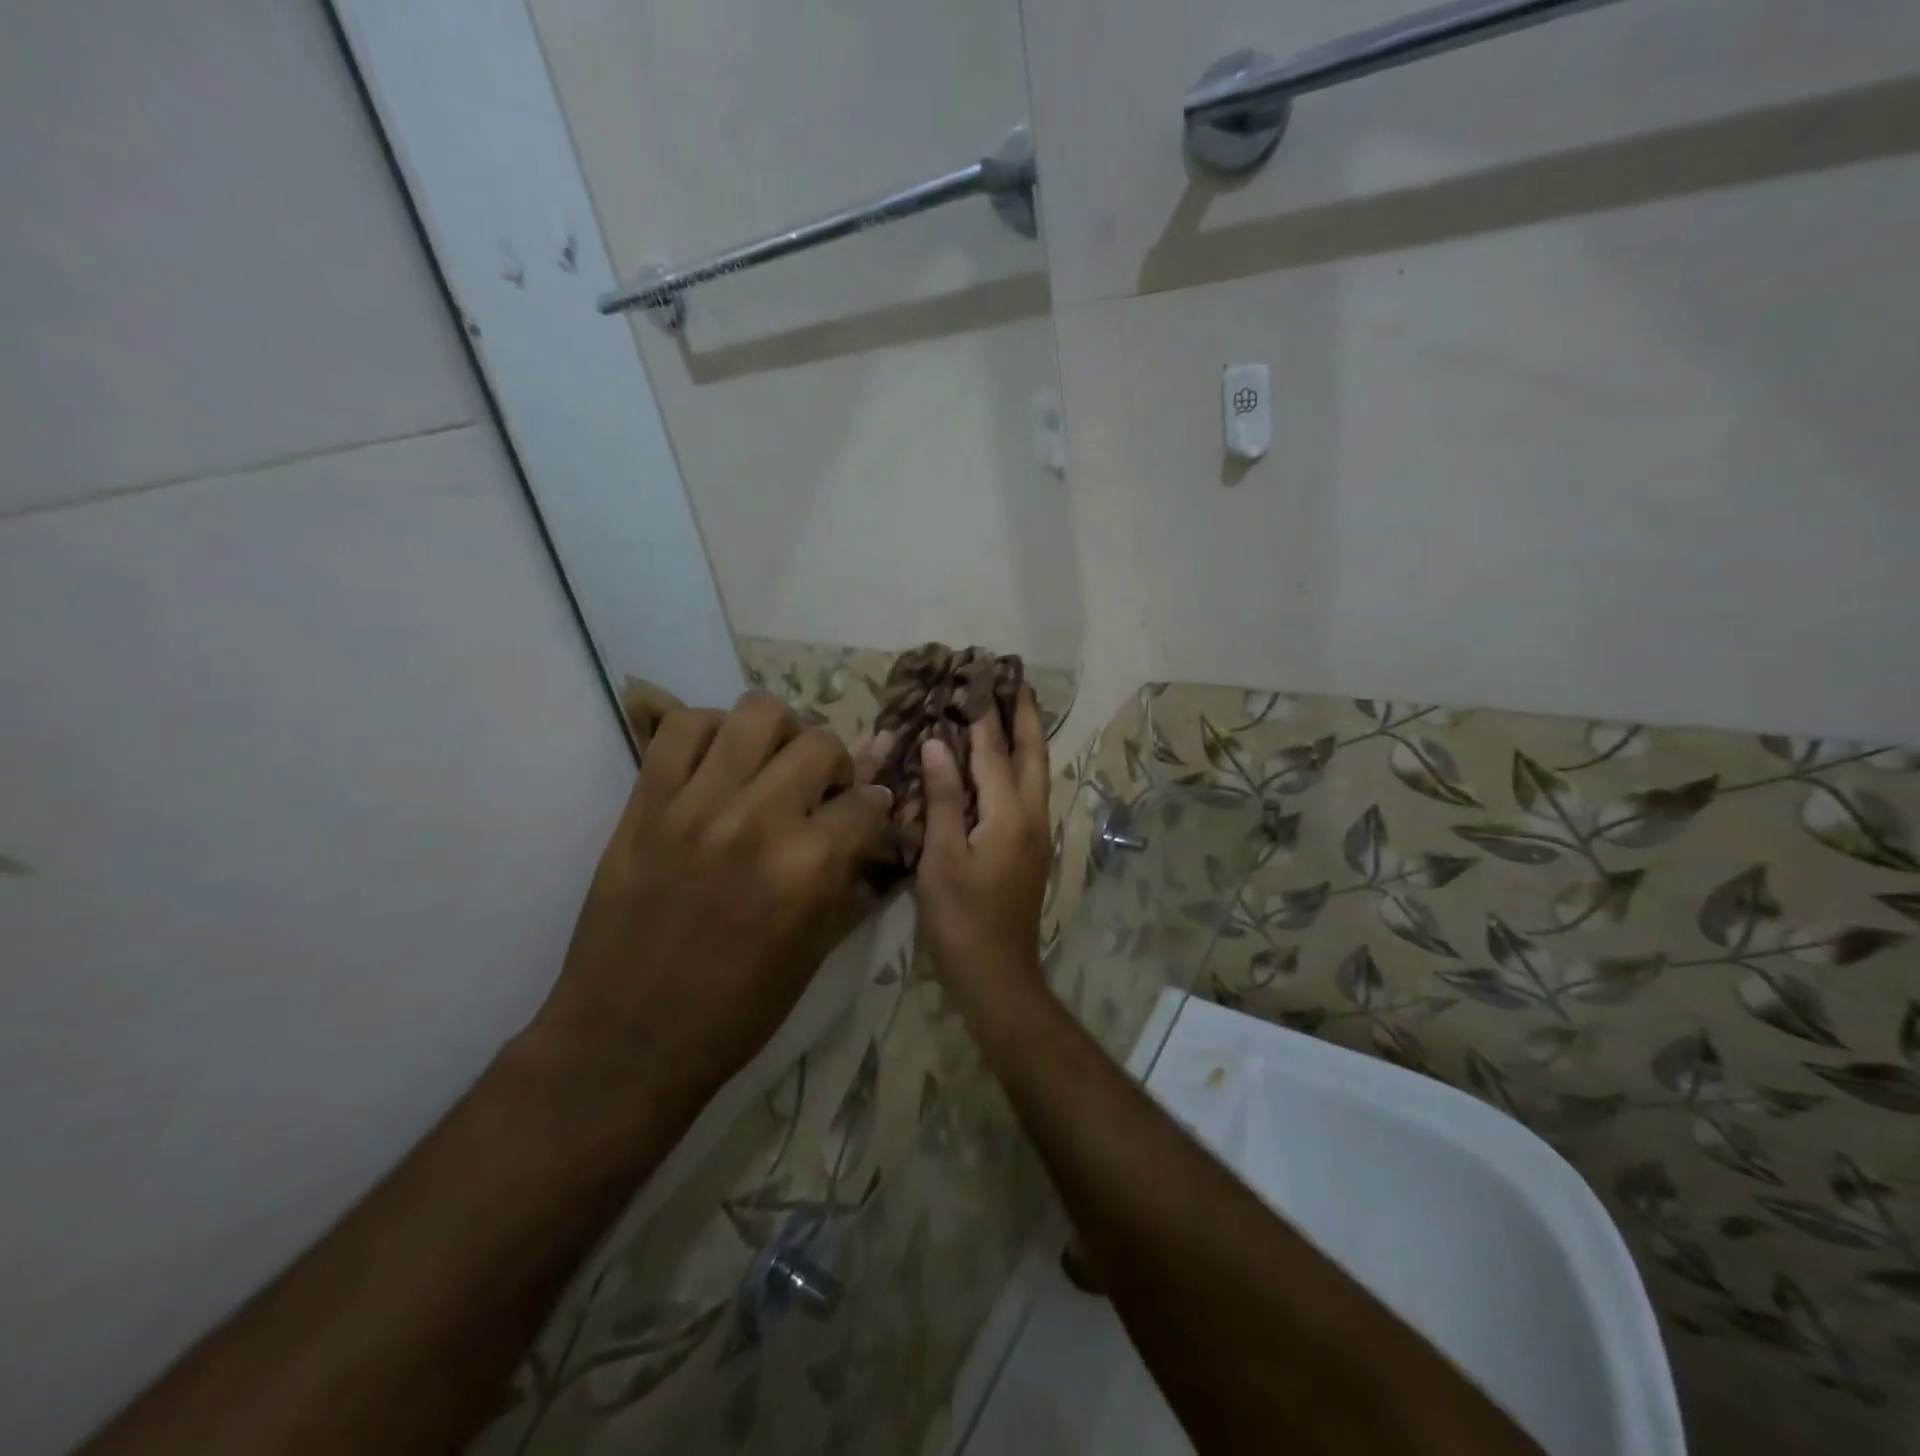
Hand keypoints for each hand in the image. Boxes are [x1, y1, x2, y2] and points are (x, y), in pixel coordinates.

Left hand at [533, 691, 892, 1113]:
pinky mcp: (645, 803)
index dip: (876, 808)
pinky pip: (681, 727)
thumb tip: (873, 828)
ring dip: (780, 734)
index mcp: (809, 868)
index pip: (868, 802)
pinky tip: (719, 762)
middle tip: (820, 791)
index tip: (868, 815)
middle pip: (820, 745)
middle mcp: (758, 821)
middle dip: (835, 766)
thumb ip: (849, 880)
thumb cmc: (735, 1012)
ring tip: (771, 763)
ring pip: (757, 713)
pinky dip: (710, 730)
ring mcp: (696, 805)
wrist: (627, 1040)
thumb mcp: (815, 954)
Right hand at [915, 688, 1052, 1011]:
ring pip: (1037, 772)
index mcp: (1011, 815)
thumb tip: (938, 745)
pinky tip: (1004, 762)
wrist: (998, 974)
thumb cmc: (961, 919)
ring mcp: (1038, 833)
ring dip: (1026, 737)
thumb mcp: (942, 859)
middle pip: (1033, 754)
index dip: (984, 714)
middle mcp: (1033, 816)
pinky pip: (1029, 791)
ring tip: (1012, 707)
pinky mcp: (1032, 848)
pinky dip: (1020, 764)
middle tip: (1012, 678)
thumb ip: (943, 799)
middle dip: (1023, 714)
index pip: (995, 752)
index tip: (978, 675)